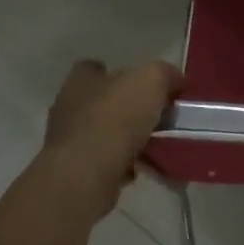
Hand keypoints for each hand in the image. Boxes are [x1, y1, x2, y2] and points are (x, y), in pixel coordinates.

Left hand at [35, 59, 182, 224]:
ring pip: (104, 135)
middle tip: (156, 117)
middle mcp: (69, 108)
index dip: (120, 74)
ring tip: (156, 147)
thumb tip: (174, 80)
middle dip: (127, 109)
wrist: (85, 176)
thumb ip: (164, 74)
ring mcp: (69, 142)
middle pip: (103, 102)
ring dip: (127, 140)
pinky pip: (105, 163)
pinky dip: (123, 166)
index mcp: (81, 81)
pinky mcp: (75, 172)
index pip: (94, 68)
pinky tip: (142, 170)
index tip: (144, 85)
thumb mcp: (151, 81)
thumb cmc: (115, 118)